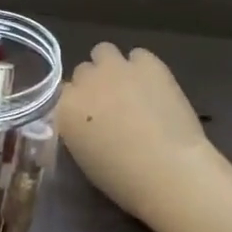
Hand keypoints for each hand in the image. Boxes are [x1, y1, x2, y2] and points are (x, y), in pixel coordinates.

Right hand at [57, 44, 224, 228]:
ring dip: (112, 66)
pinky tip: (153, 85)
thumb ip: (79, 131)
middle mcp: (85, 81)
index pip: (62, 94)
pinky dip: (142, 66)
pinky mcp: (148, 63)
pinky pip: (138, 55)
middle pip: (83, 71)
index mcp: (65, 109)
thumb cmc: (124, 179)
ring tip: (129, 87)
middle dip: (93, 83)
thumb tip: (86, 122)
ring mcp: (117, 68)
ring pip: (103, 51)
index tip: (88, 117)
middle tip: (110, 103)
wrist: (169, 169)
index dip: (77, 104)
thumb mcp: (85, 158)